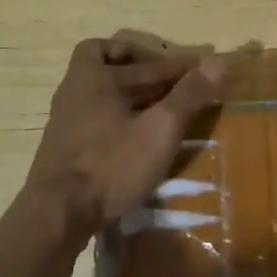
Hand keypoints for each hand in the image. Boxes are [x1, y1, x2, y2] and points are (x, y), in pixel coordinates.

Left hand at [26, 34, 226, 237]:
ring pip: (105, 89)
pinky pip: (98, 113)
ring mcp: (66, 115)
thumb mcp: (159, 129)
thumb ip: (188, 95)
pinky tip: (137, 135)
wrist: (57, 215)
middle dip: (152, 72)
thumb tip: (219, 60)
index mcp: (95, 74)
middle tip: (178, 87)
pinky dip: (121, 113)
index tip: (202, 75)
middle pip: (117, 65)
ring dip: (134, 93)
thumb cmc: (112, 165)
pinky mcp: (65, 142)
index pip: (149, 61)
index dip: (179, 66)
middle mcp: (76, 87)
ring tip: (162, 109)